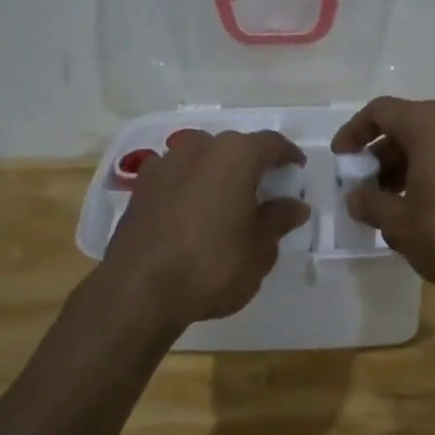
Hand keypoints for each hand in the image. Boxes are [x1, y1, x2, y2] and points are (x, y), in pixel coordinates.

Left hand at [99, 130, 309, 330]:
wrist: (137, 291)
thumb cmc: (212, 265)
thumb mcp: (260, 249)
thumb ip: (279, 220)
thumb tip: (295, 205)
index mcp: (234, 155)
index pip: (271, 143)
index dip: (288, 155)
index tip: (297, 171)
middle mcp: (198, 148)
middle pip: (234, 147)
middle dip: (252, 165)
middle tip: (265, 192)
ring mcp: (164, 165)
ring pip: (201, 159)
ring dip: (217, 174)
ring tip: (227, 204)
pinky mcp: (140, 188)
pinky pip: (176, 178)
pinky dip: (191, 188)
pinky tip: (194, 215)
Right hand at [330, 97, 434, 295]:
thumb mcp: (400, 224)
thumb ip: (370, 205)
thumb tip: (356, 197)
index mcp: (429, 125)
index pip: (381, 111)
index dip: (354, 132)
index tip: (342, 159)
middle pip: (407, 126)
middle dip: (381, 155)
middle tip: (366, 188)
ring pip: (432, 142)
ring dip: (406, 166)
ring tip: (392, 204)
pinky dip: (432, 172)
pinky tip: (425, 208)